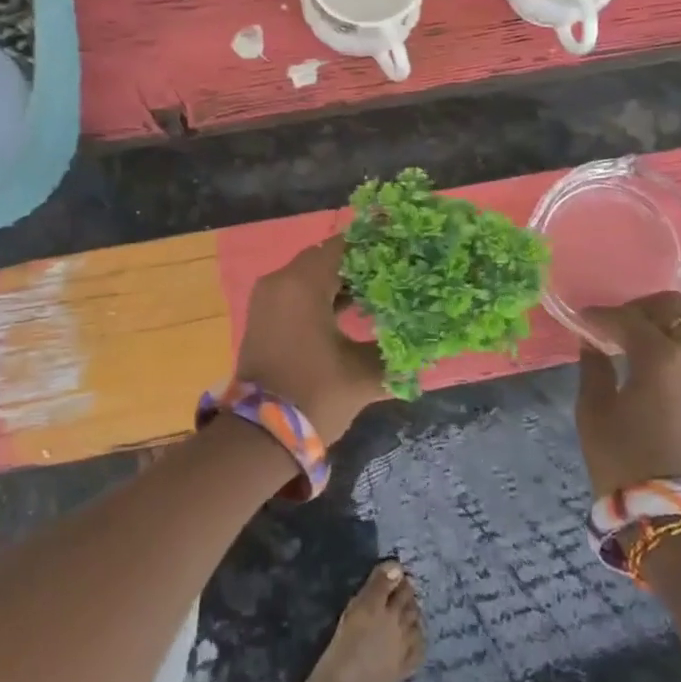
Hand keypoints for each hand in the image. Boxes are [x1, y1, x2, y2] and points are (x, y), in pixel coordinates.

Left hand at [237, 238, 386, 442]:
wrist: (258, 437)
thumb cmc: (314, 395)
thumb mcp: (364, 372)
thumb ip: (396, 350)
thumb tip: (422, 339)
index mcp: (303, 283)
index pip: (346, 245)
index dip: (377, 247)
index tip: (405, 253)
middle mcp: (281, 280)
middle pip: (327, 257)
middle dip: (362, 264)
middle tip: (398, 274)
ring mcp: (268, 297)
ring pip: (312, 274)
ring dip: (342, 281)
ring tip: (381, 293)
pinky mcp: (264, 315)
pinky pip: (298, 291)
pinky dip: (323, 295)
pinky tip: (353, 311)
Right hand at [575, 292, 680, 499]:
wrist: (676, 517)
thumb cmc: (624, 461)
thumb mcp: (594, 412)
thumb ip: (594, 368)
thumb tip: (593, 344)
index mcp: (660, 356)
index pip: (627, 319)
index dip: (601, 316)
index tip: (582, 321)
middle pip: (677, 308)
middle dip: (644, 308)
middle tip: (618, 323)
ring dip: (672, 323)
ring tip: (645, 340)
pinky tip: (663, 366)